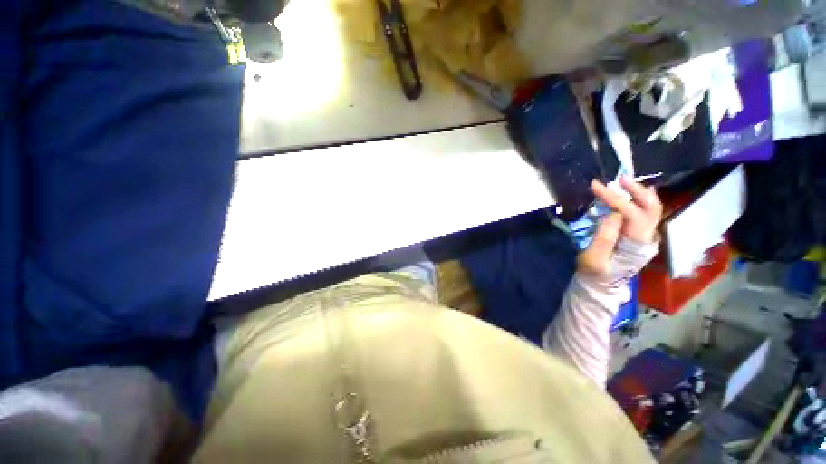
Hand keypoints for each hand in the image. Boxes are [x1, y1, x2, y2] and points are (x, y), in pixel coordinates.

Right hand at [578, 177, 662, 275]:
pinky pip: (645, 214)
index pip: (631, 213)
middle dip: (636, 191)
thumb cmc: (595, 273)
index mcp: (635, 243)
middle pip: (651, 208)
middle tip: (619, 179)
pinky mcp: (638, 235)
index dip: (615, 198)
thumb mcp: (594, 258)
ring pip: (652, 209)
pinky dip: (640, 200)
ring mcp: (645, 236)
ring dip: (640, 193)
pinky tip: (632, 194)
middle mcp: (647, 237)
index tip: (595, 186)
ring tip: (624, 183)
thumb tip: (613, 213)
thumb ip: (604, 237)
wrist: (601, 285)